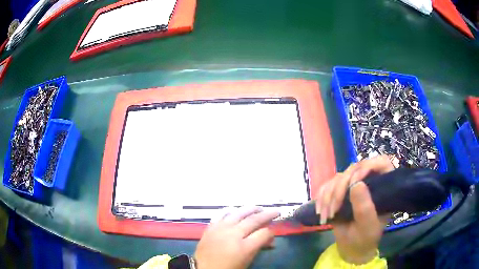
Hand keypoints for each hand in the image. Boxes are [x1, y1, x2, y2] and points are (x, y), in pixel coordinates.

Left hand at [194, 207, 278, 268]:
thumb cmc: (228, 268)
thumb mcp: (247, 261)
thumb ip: (259, 247)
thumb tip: (270, 240)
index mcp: (244, 247)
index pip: (263, 233)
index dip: (272, 231)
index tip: (274, 229)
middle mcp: (233, 234)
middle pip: (253, 220)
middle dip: (267, 215)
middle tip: (275, 212)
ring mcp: (220, 228)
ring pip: (238, 213)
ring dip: (250, 209)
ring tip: (258, 208)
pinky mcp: (211, 227)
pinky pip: (221, 214)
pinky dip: (230, 211)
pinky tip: (235, 210)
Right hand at [316, 155, 394, 263]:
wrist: (351, 248)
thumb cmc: (364, 239)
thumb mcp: (367, 227)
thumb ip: (364, 207)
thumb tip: (356, 183)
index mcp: (383, 187)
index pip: (381, 163)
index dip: (368, 166)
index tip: (354, 183)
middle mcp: (370, 182)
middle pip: (354, 168)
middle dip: (340, 188)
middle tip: (333, 209)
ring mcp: (353, 186)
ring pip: (339, 177)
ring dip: (328, 196)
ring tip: (326, 216)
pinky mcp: (340, 192)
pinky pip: (328, 185)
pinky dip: (321, 197)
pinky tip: (321, 211)